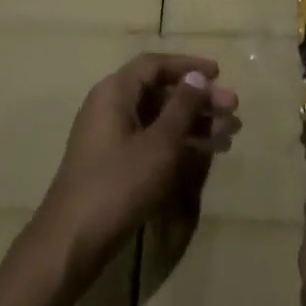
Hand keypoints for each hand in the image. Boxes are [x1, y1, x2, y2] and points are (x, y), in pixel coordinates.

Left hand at [34, 53, 238, 290]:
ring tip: (228, 131)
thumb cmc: (119, 183)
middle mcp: (109, 107)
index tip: (219, 74)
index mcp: (115, 92)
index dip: (188, 66)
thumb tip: (196, 78)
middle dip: (198, 98)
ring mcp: (110, 137)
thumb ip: (182, 107)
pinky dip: (178, 142)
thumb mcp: (160, 143)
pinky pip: (151, 140)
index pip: (154, 65)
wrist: (73, 241)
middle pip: (159, 91)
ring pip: (158, 118)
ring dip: (193, 121)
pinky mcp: (114, 164)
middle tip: (232, 108)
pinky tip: (205, 151)